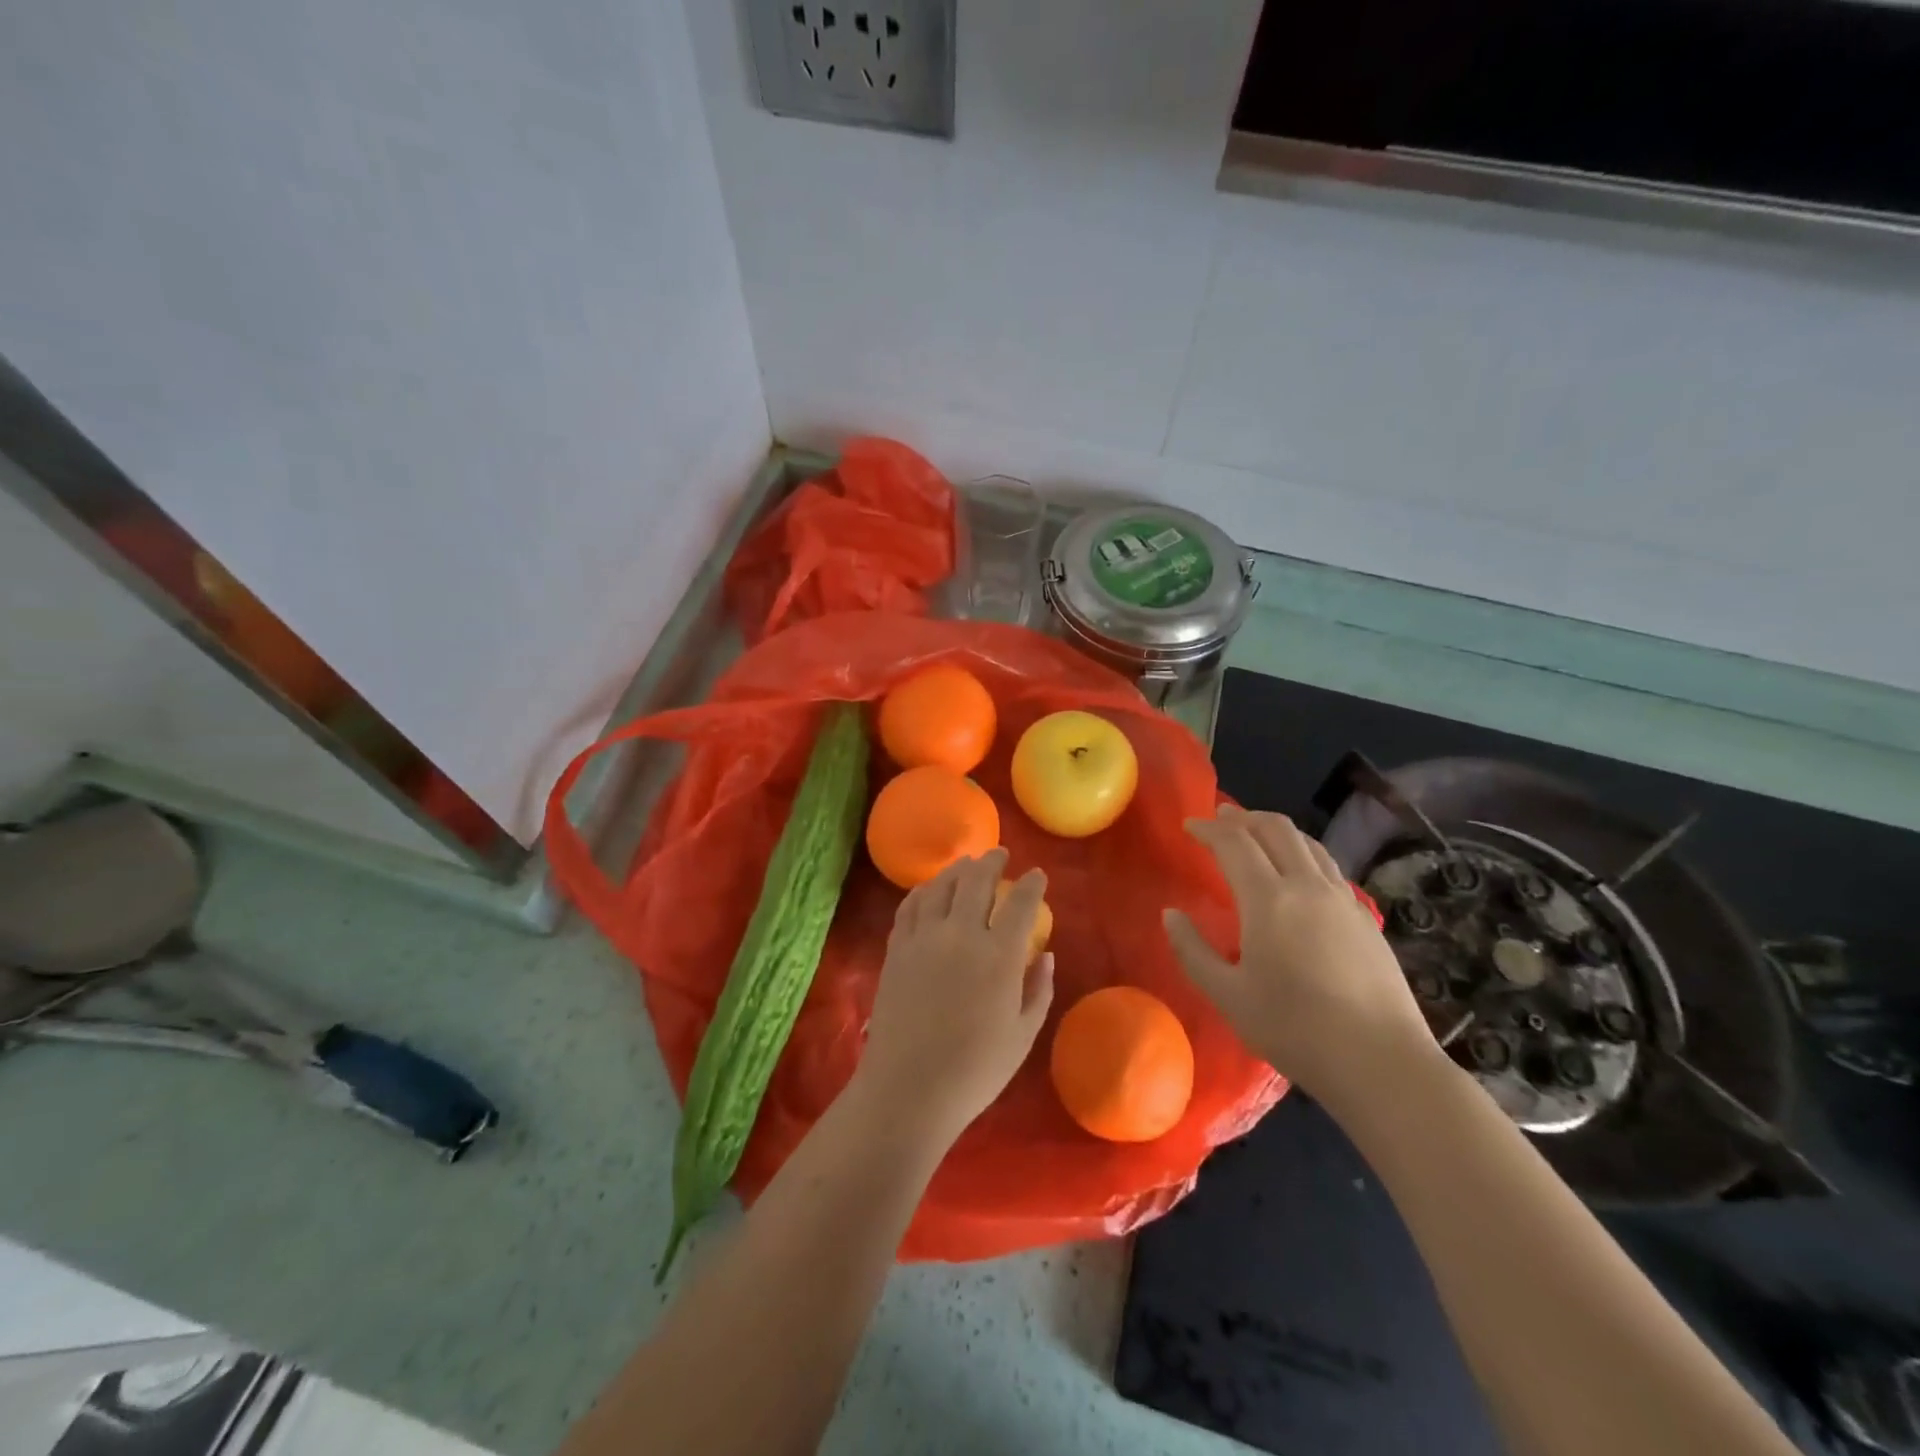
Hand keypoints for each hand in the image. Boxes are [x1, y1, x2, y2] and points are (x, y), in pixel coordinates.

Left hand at [856, 849, 1054, 1145]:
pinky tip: (929, 890)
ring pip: (941, 886)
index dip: (1032, 884)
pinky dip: (924, 890)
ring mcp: (924, 938)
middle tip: (999, 854)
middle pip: (976, 881)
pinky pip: (910, 905)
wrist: (908, 1089)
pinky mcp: (897, 948)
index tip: (1038, 875)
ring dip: (958, 869)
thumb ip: (1038, 990)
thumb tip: (1045, 954)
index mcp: (999, 956)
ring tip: (966, 865)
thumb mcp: (1022, 1035)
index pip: (1020, 903)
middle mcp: (961, 934)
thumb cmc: (975, 1070)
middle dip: (992, 861)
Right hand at [1164, 805, 1439, 1114]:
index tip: (1190, 826)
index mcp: (1269, 900)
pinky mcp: (1366, 919)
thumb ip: (1192, 951)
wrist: (1380, 1061)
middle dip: (1244, 817)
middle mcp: (1308, 886)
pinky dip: (1304, 854)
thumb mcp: (1228, 996)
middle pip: (1276, 830)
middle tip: (1221, 819)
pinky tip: (1299, 875)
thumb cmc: (1294, 1029)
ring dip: (1277, 830)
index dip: (1209, 829)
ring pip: (1308, 844)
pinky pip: (1329, 868)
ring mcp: (1343, 900)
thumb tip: (1170, 915)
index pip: (1234, 844)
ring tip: (1257, 835)